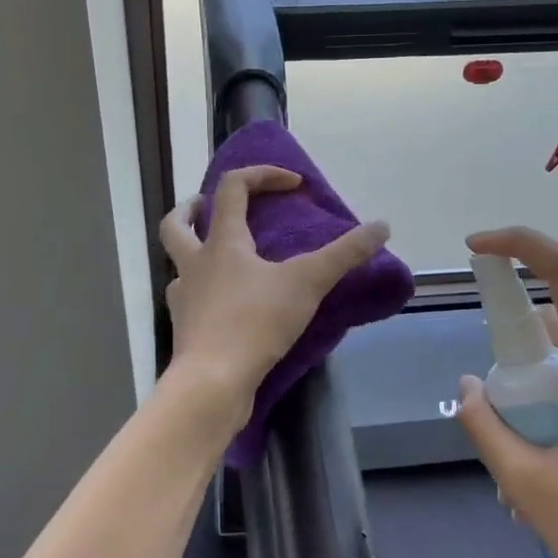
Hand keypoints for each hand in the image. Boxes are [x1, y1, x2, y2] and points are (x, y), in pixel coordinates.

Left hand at [158, 166, 391, 432]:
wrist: (212, 382)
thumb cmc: (255, 322)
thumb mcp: (308, 283)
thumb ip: (345, 254)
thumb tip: (382, 226)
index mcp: (222, 242)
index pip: (233, 187)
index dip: (262, 175)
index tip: (294, 184)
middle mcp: (194, 263)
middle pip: (175, 223)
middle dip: (192, 208)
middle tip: (211, 206)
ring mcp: (184, 297)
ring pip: (177, 263)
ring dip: (193, 252)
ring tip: (220, 256)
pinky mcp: (185, 329)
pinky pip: (188, 299)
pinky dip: (203, 293)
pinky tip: (223, 302)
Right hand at [454, 226, 557, 557]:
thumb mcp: (528, 486)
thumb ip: (485, 426)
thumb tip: (469, 386)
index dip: (520, 244)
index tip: (477, 249)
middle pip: (557, 326)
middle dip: (515, 361)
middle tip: (499, 422)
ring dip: (536, 394)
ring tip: (523, 466)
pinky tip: (552, 468)